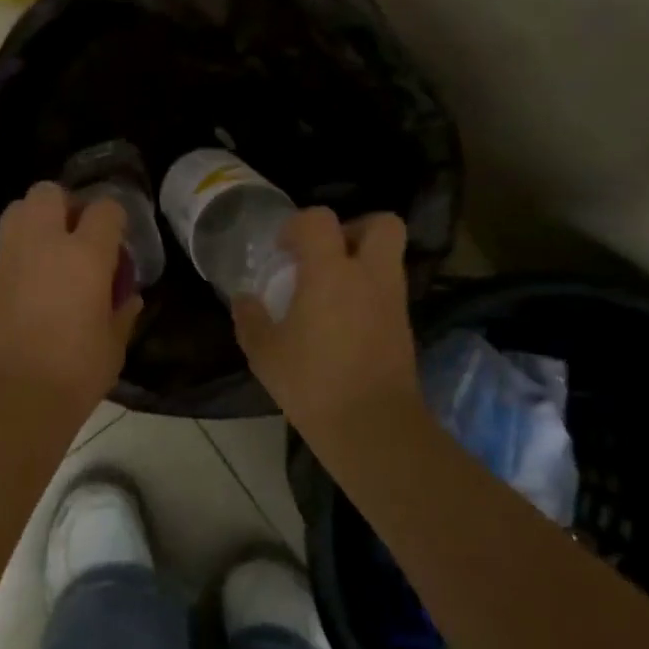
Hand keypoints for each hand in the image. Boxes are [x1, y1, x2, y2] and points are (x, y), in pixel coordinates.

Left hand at [0, 181, 143, 415]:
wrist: (15, 397)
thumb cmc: (76, 371)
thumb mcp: (114, 343)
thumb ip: (122, 312)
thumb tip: (128, 297)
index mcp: (85, 255)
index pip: (104, 209)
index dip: (113, 218)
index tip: (116, 240)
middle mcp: (45, 243)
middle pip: (49, 192)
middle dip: (66, 204)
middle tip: (78, 236)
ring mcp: (11, 258)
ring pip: (19, 209)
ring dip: (37, 220)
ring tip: (52, 252)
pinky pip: (7, 246)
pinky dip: (21, 252)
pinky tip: (33, 283)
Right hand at [231, 209, 421, 429]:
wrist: (373, 428)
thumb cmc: (313, 383)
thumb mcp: (264, 353)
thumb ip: (250, 319)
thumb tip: (244, 299)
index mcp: (331, 272)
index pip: (320, 220)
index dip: (298, 225)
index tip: (282, 249)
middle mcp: (369, 276)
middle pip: (381, 224)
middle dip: (353, 228)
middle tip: (325, 254)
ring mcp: (393, 300)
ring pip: (389, 256)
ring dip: (362, 261)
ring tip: (330, 289)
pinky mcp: (405, 326)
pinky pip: (388, 289)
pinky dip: (368, 292)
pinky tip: (343, 320)